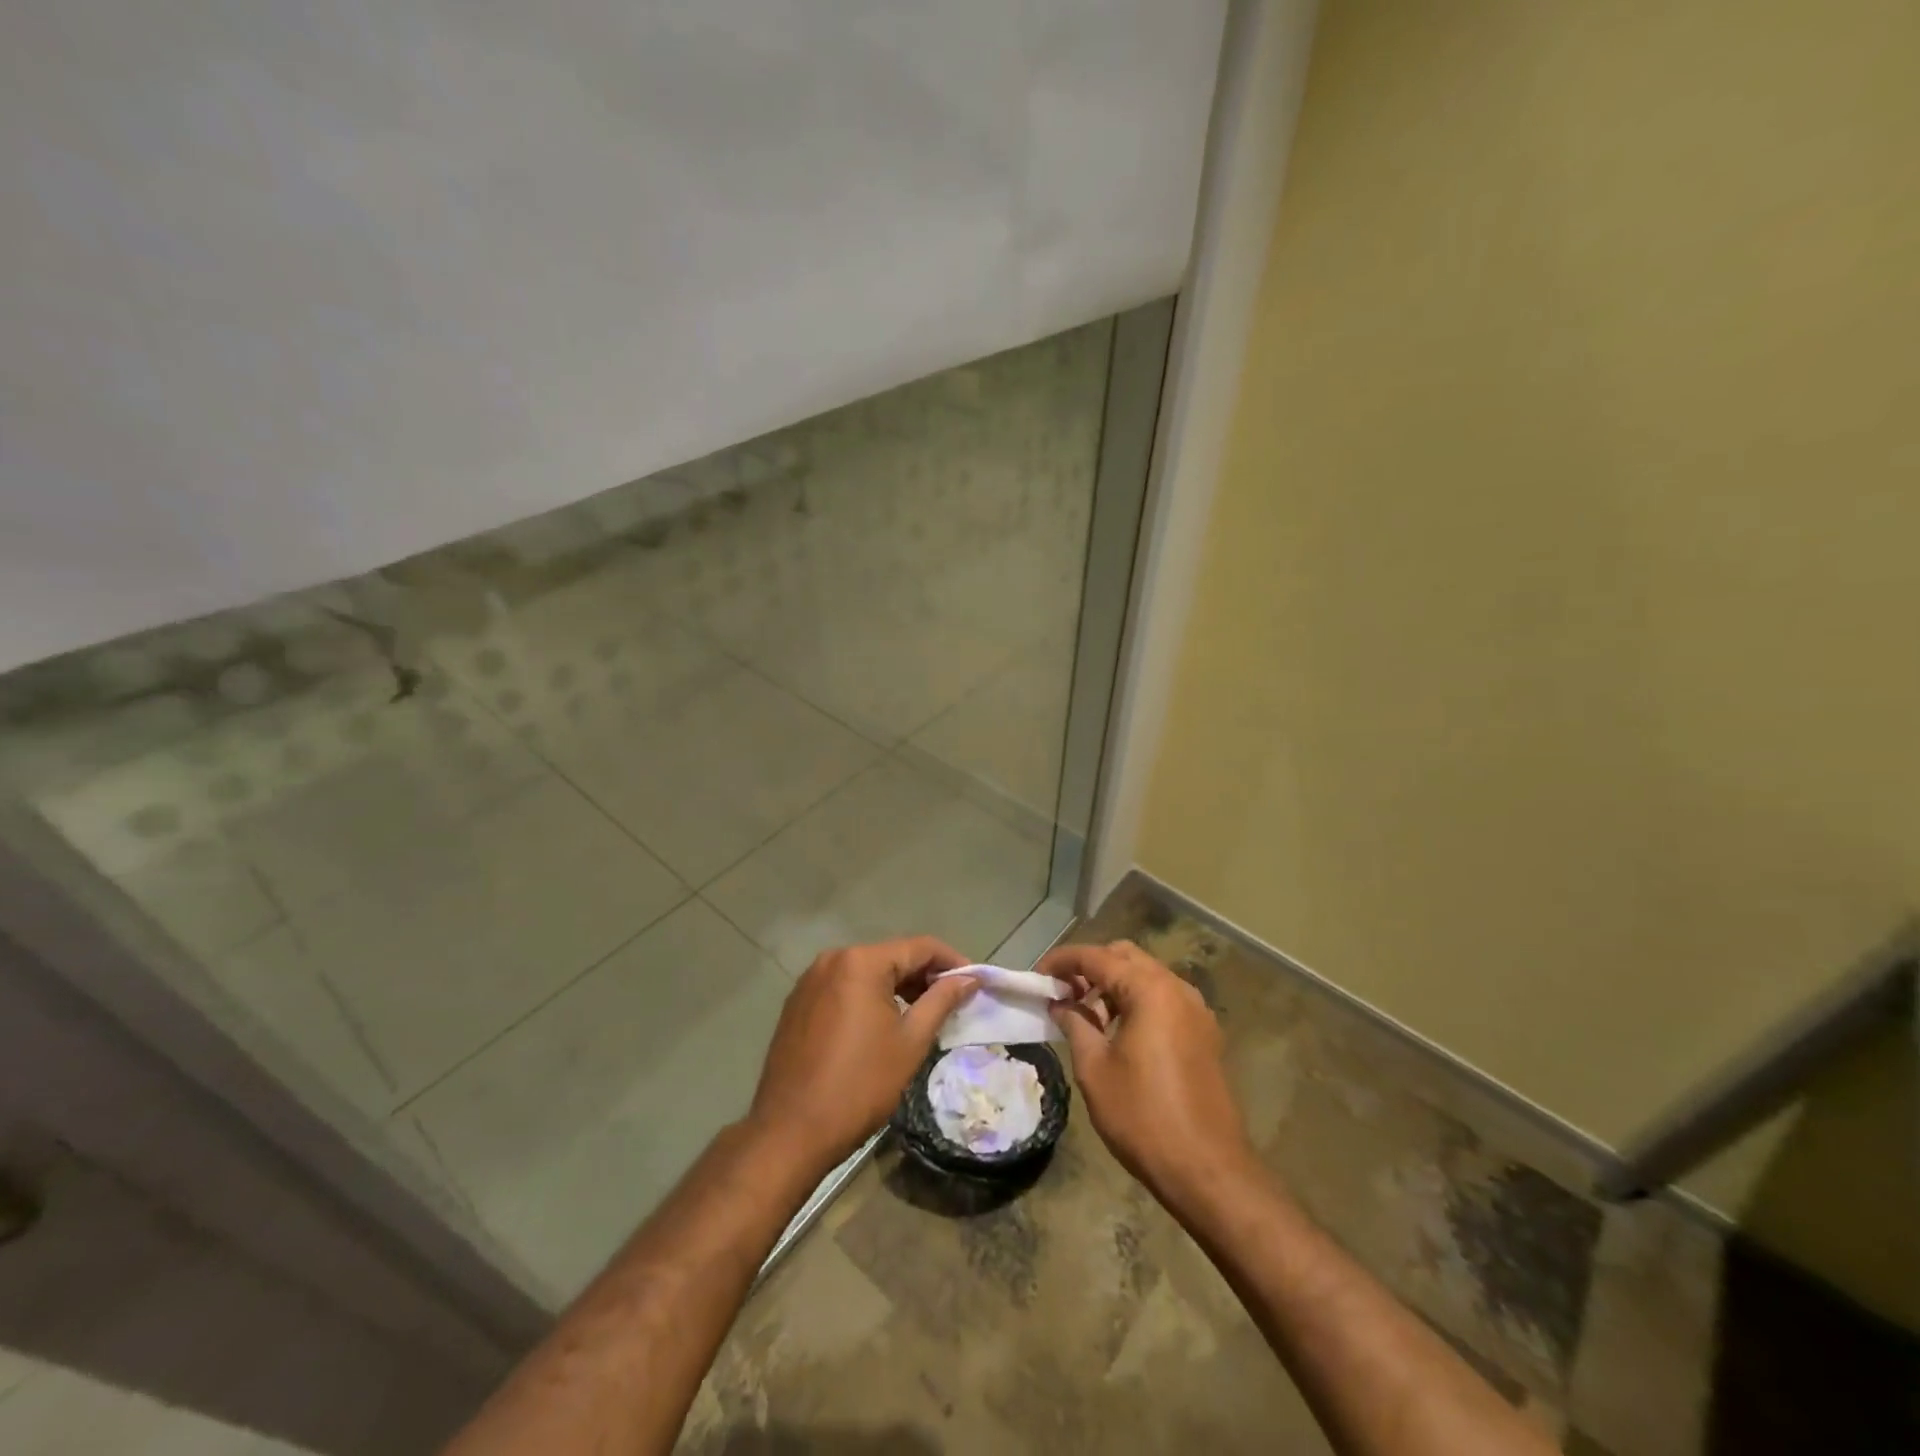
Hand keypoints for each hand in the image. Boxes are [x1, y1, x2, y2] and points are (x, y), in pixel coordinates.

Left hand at [746, 936, 977, 1173]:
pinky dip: (868, 997)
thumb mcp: (910, 1042)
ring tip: (922, 1014)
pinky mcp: (798, 1003)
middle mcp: (833, 959)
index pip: (919, 947)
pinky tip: (882, 1024)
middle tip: (952, 1001)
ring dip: (897, 987)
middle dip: (924, 975)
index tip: (974, 982)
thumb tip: (969, 978)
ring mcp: (810, 980)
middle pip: (891, 956)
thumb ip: (942, 1001)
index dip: (952, 960)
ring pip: (866, 972)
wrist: (791, 1131)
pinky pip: (844, 987)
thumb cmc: (860, 1085)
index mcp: (861, 962)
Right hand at [1041, 940, 1254, 1200]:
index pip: (1097, 956)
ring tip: (1085, 1016)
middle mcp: (1177, 989)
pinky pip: (1164, 1000)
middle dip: (1091, 968)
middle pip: (1125, 957)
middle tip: (1062, 993)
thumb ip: (1075, 1024)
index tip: (1037, 976)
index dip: (1062, 961)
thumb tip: (1060, 1003)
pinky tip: (1117, 1032)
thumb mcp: (1095, 1069)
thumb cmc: (1143, 1117)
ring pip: (1146, 977)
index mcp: (1150, 990)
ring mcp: (1196, 1011)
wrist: (1208, 1170)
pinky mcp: (1204, 1034)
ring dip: (1113, 986)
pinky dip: (1136, 1002)